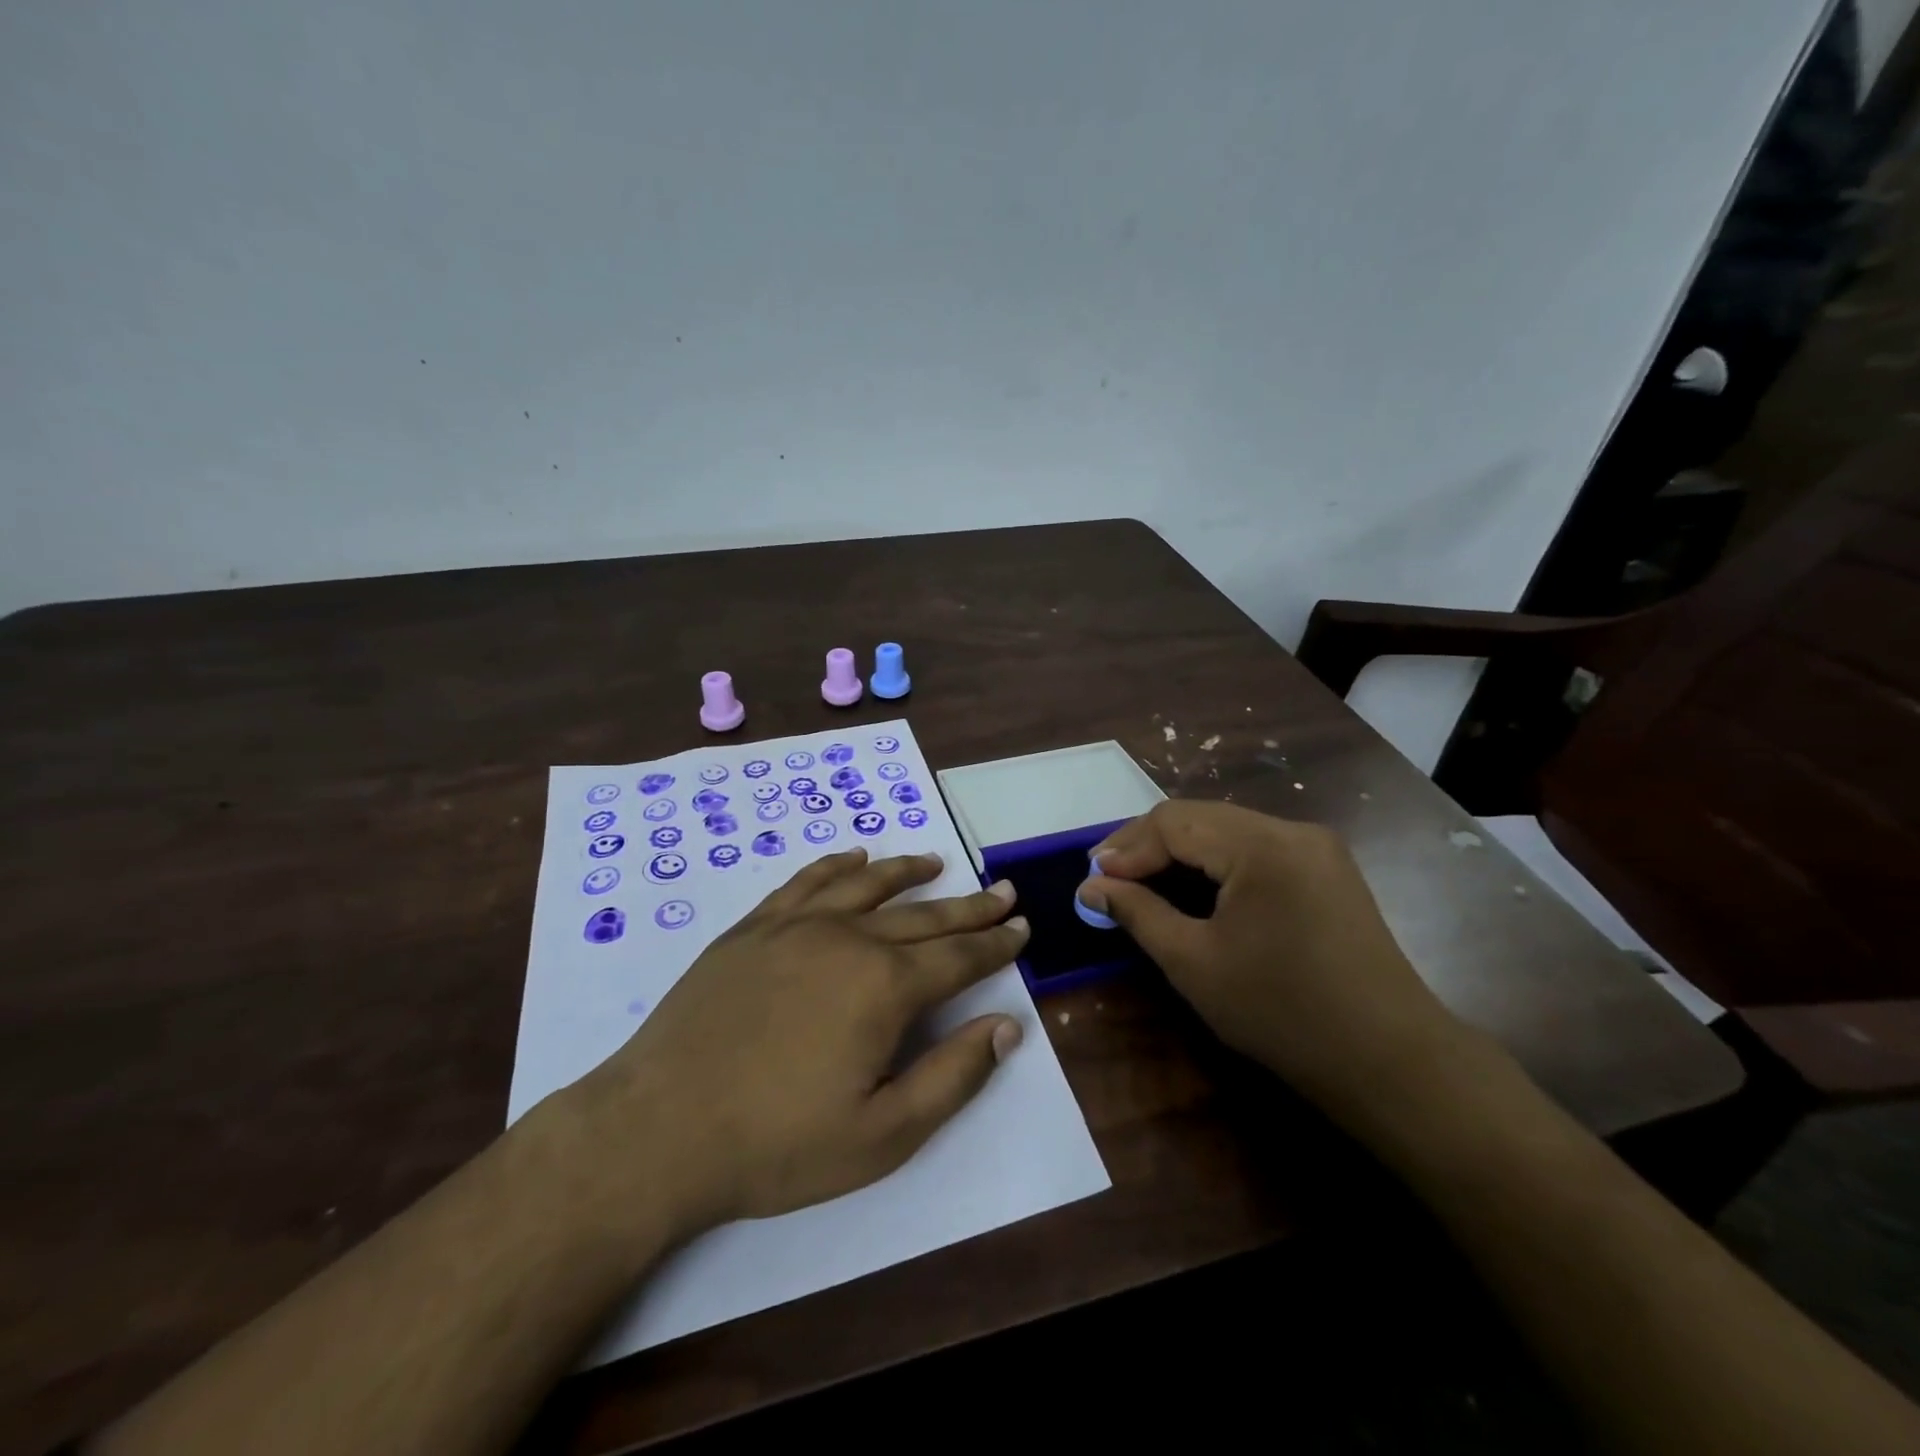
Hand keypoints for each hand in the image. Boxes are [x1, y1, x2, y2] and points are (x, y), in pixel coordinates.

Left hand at [571, 848, 1029, 1238]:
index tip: (1021, 929)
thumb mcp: (882, 1135)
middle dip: (970, 906)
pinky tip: (856, 858)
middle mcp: (848, 939)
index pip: (959, 958)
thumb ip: (952, 1076)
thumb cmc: (778, 1143)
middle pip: (924, 915)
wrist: (658, 1128)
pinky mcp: (754, 927)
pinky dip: (838, 866)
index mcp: (885, 987)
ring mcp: (796, 926)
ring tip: (937, 863)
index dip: (996, 945)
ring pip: (868, 886)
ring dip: (909, 873)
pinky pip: (808, 882)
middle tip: (1001, 892)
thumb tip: (1008, 1027)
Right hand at [1076, 801, 1467, 1123]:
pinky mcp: (1326, 870)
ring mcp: (1315, 847)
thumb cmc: (1282, 1013)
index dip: (1126, 847)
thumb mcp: (1194, 963)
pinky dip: (1214, 864)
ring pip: (1226, 831)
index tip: (1092, 881)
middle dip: (1148, 846)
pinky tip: (1192, 889)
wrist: (1390, 1062)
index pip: (1175, 821)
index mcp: (1263, 845)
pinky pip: (1254, 850)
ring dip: (1179, 852)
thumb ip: (1137, 913)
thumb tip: (1090, 886)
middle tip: (1108, 880)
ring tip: (1140, 883)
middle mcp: (1292, 830)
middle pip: (1200, 818)